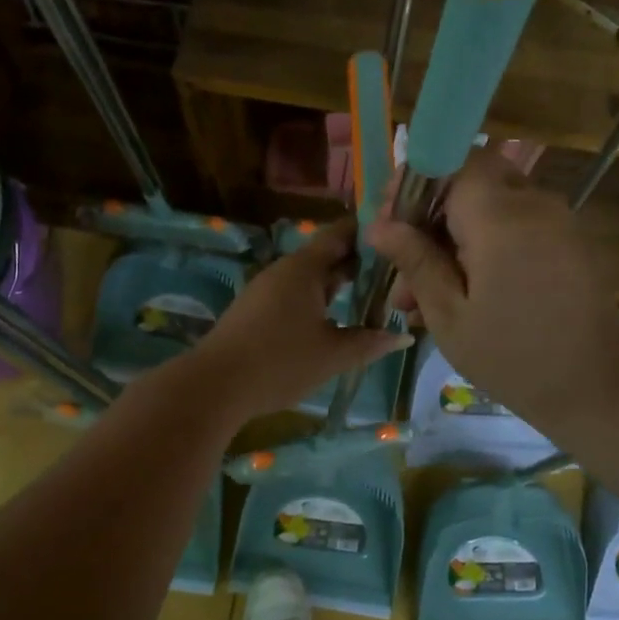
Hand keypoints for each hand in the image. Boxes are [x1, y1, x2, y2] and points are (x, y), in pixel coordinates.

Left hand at [184, 219, 411, 420]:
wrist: (215, 385)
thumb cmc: (281, 362)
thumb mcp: (333, 354)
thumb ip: (370, 342)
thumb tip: (403, 335)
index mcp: (304, 268)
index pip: (340, 234)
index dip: (368, 234)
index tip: (397, 239)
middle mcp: (283, 270)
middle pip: (325, 256)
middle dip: (357, 265)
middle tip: (392, 277)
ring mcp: (265, 290)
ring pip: (308, 279)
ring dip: (335, 286)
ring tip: (368, 301)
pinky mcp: (254, 311)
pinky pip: (292, 295)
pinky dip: (315, 301)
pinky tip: (330, 321)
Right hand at [364, 148, 618, 427]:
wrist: (597, 387)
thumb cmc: (512, 356)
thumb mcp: (449, 314)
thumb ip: (415, 261)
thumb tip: (377, 225)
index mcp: (501, 217)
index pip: (451, 162)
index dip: (415, 182)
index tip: (390, 221)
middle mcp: (533, 204)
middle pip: (470, 182)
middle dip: (430, 215)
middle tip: (402, 266)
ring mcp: (555, 221)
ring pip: (489, 207)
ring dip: (452, 237)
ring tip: (421, 296)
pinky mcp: (566, 241)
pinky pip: (514, 226)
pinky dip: (482, 246)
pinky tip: (460, 293)